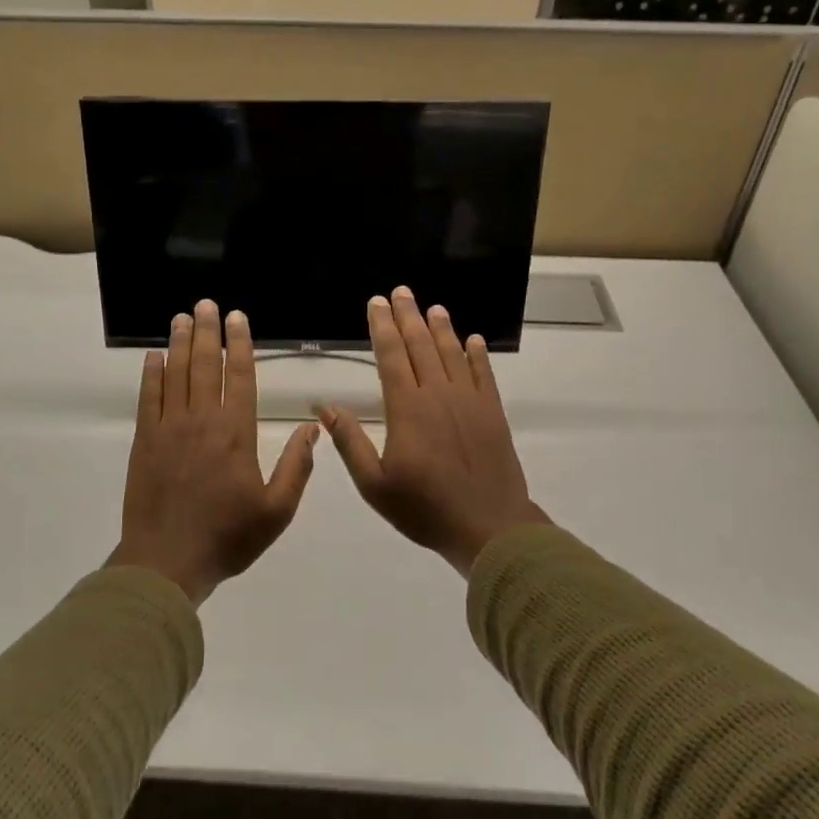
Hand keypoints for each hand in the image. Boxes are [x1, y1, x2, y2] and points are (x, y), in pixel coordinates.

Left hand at [109, 299, 317, 605]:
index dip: (238, 345)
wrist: (167, 562)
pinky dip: (152, 374)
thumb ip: (296, 467)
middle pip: (204, 366)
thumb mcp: (277, 511)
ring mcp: (168, 429)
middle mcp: (201, 421)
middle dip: (207, 332)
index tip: (237, 319)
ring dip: (179, 343)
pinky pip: (149, 398)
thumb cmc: (227, 537)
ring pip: (176, 375)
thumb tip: (313, 429)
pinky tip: (154, 356)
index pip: (238, 377)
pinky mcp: (144, 442)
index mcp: (236, 433)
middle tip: (206, 304)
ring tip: (182, 317)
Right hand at [319, 287, 548, 577]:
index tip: (377, 303)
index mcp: (408, 409)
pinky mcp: (493, 413)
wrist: (489, 526)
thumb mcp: (375, 484)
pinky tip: (474, 340)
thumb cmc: (424, 508)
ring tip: (433, 307)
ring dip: (442, 328)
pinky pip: (484, 375)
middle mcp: (439, 395)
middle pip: (421, 346)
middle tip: (402, 291)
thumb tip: (326, 407)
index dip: (383, 327)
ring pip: (453, 354)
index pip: (392, 356)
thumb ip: (350, 442)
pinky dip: (478, 355)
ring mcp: (470, 401)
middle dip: (409, 316)